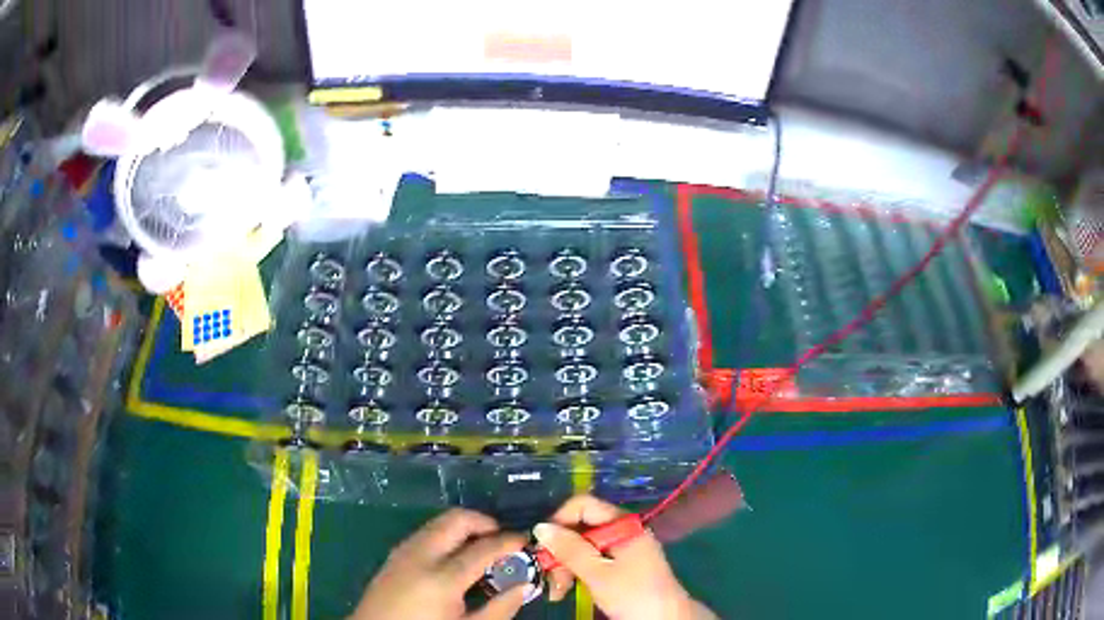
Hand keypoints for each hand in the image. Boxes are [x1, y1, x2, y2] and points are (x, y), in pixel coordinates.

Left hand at [351, 508, 526, 619]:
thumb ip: (499, 609)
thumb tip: (525, 586)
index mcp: (442, 578)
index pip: (483, 547)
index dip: (509, 541)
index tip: (526, 541)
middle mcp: (420, 556)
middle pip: (456, 520)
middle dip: (484, 522)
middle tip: (503, 539)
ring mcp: (402, 552)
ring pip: (437, 522)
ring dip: (463, 527)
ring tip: (481, 547)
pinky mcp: (393, 556)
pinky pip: (424, 533)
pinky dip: (445, 535)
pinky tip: (455, 557)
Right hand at [535, 495, 714, 619]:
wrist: (666, 619)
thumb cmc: (633, 594)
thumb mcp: (597, 573)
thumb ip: (569, 549)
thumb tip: (540, 527)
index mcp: (623, 524)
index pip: (583, 506)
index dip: (559, 521)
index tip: (543, 545)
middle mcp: (623, 531)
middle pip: (581, 528)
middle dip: (560, 552)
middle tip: (547, 576)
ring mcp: (623, 548)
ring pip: (583, 547)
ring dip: (565, 566)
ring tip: (556, 592)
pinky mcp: (622, 565)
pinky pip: (592, 560)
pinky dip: (577, 572)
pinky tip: (565, 590)